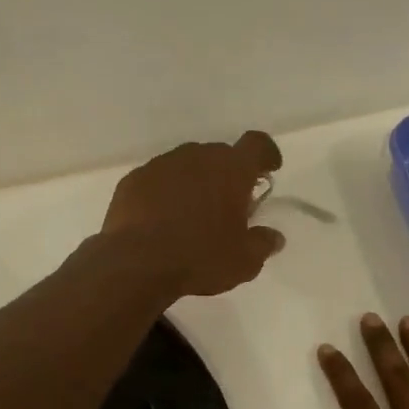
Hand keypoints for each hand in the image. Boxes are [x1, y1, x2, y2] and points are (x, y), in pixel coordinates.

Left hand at [101, 131, 285, 297]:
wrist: (136, 263)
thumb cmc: (200, 257)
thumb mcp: (244, 261)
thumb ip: (263, 244)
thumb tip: (274, 237)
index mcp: (231, 169)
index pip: (256, 144)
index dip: (266, 153)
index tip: (269, 168)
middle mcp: (198, 156)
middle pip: (221, 154)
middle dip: (229, 174)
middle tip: (230, 203)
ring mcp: (162, 164)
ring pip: (188, 164)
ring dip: (196, 181)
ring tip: (193, 213)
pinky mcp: (134, 179)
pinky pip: (159, 179)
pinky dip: (166, 192)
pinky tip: (162, 219)